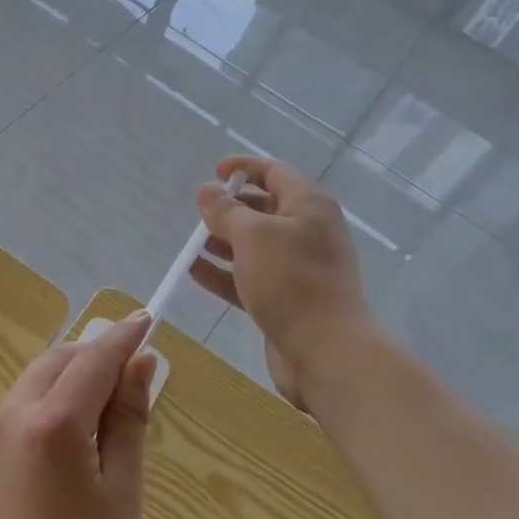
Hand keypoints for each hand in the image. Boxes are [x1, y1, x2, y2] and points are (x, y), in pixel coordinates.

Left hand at [0, 311, 157, 518]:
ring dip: (67, 379)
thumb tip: (141, 363)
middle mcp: (11, 415)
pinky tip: (65, 440)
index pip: (93, 360)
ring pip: (33, 382)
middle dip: (92, 355)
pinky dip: (45, 405)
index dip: (122, 338)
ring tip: (101, 409)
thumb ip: (129, 418)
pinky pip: (16, 409)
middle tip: (128, 371)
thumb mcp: (122, 489)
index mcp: (53, 423)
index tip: (145, 319)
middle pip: (57, 361)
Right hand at [188, 156, 378, 407]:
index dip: (244, 168)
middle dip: (230, 209)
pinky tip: (195, 272)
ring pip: (255, 246)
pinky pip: (251, 277)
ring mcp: (299, 268)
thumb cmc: (291, 281)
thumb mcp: (252, 236)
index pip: (274, 172)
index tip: (214, 173)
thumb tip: (208, 191)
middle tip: (200, 215)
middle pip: (264, 209)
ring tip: (192, 245)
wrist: (326, 350)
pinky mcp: (287, 299)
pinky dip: (224, 273)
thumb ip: (225, 210)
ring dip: (223, 242)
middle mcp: (308, 232)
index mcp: (308, 206)